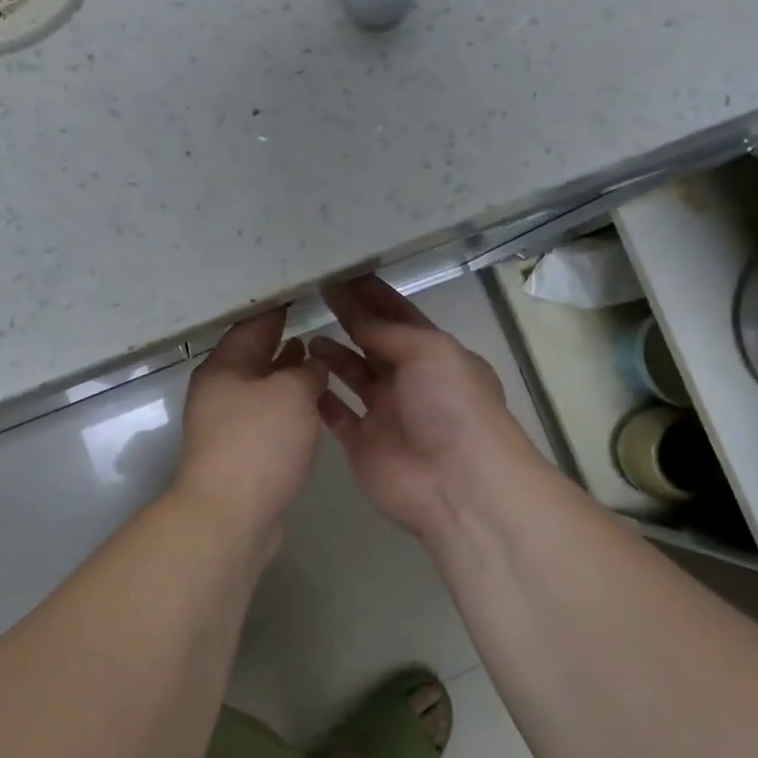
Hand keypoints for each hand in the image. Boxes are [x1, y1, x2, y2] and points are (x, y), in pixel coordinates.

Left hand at [175, 308, 326, 539]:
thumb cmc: (259, 442)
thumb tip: (311, 363)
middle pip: (251, 355)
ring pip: (259, 385)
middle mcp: (218, 390)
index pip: (251, 326)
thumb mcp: (291, 394)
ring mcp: (225, 423)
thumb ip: (306, 371)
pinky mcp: (238, 451)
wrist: (230, 514)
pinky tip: (307, 403)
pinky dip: (284, 402)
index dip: (276, 310)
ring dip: (284, 371)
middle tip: (310, 319)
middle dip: (279, 340)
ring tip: (312, 355)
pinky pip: (265, 414)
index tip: (299, 294)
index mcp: (223, 367)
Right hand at [310, 277, 536, 543]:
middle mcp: (410, 381)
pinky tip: (299, 376)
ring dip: (333, 355)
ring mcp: (386, 414)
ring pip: (353, 376)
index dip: (372, 295)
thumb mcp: (429, 351)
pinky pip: (336, 414)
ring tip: (304, 336)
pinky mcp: (363, 444)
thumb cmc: (451, 406)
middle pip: (373, 342)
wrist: (458, 484)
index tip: (341, 273)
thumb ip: (388, 332)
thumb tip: (357, 315)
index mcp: (435, 355)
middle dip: (349, 317)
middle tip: (315, 294)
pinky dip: (320, 397)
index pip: (399, 316)